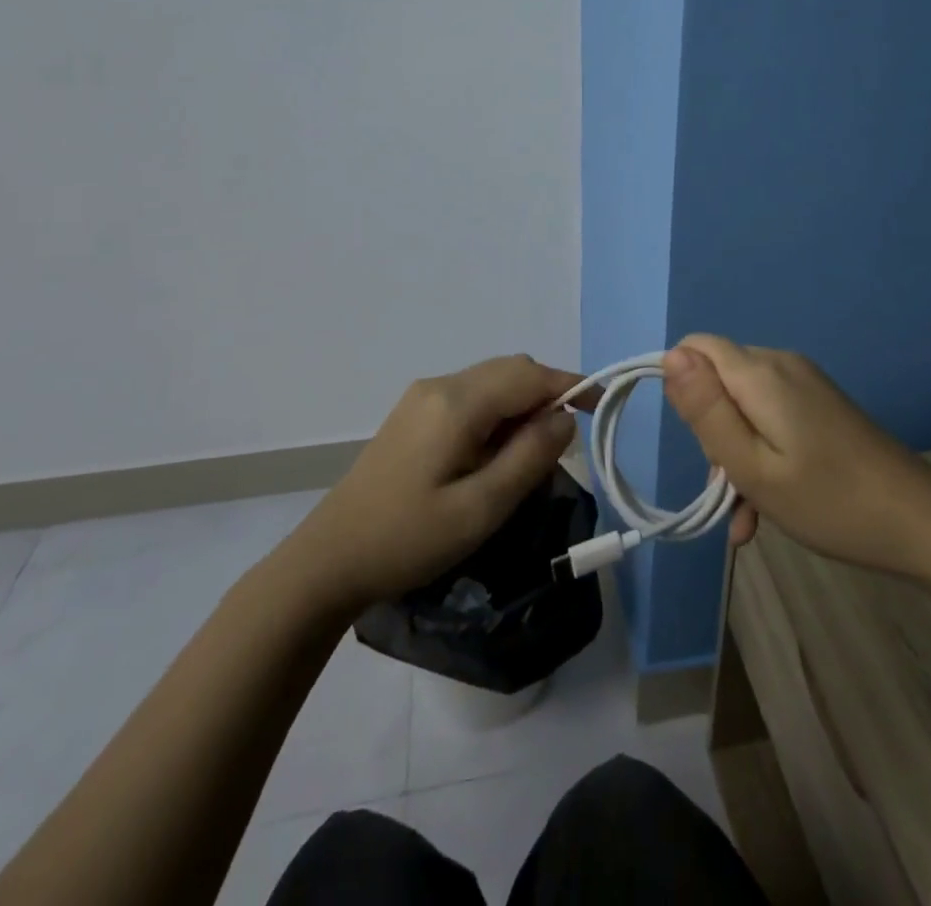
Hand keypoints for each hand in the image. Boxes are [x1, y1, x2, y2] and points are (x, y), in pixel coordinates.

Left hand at [294, 355, 585, 609]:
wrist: (328, 560)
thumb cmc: (408, 539)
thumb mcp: (480, 508)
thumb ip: (529, 457)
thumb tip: (564, 419)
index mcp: (457, 402)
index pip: (529, 375)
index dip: (571, 385)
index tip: (602, 407)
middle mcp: (441, 385)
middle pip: (511, 370)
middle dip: (547, 396)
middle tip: (562, 447)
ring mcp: (423, 396)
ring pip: (492, 382)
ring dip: (522, 406)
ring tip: (529, 457)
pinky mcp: (414, 414)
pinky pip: (471, 397)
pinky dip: (498, 413)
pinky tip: (493, 455)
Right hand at [662, 336, 930, 575]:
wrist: (922, 523)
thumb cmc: (829, 501)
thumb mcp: (752, 466)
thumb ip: (706, 411)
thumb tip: (669, 356)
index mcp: (761, 373)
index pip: (695, 348)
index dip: (682, 389)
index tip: (697, 440)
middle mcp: (781, 364)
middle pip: (719, 380)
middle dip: (712, 432)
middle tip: (728, 490)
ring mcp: (805, 384)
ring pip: (744, 406)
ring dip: (736, 455)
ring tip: (749, 515)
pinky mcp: (821, 404)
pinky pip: (772, 417)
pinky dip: (762, 454)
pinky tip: (770, 507)